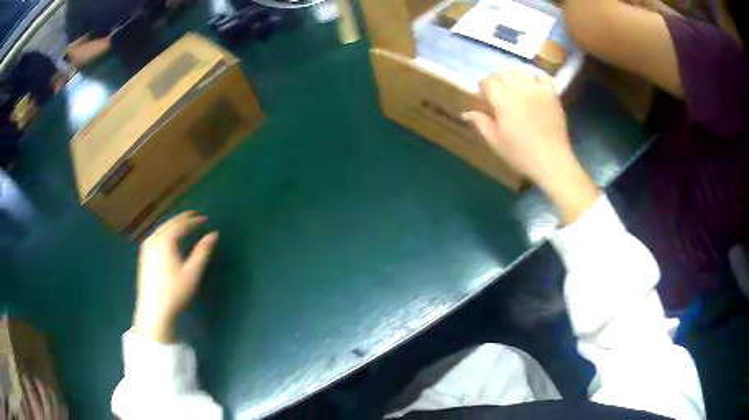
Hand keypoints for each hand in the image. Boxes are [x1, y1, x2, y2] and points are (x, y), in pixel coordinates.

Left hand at [133, 211, 218, 342]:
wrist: (154, 310)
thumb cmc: (175, 292)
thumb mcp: (192, 273)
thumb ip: (203, 251)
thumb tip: (214, 234)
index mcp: (166, 241)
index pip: (182, 224)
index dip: (194, 220)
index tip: (205, 219)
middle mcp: (154, 239)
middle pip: (169, 223)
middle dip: (182, 218)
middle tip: (194, 215)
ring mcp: (146, 247)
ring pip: (161, 228)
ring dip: (172, 223)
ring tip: (183, 223)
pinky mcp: (143, 256)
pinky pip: (155, 235)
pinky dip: (164, 230)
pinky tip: (167, 236)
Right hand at [463, 70, 571, 189]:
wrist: (552, 161)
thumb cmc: (521, 154)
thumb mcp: (496, 142)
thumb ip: (481, 123)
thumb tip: (466, 113)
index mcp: (503, 101)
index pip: (488, 82)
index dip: (484, 88)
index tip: (484, 98)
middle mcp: (519, 90)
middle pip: (503, 74)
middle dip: (498, 81)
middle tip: (499, 94)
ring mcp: (537, 90)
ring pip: (521, 72)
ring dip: (515, 77)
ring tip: (515, 87)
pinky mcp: (552, 95)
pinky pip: (541, 76)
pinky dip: (535, 78)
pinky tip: (533, 86)